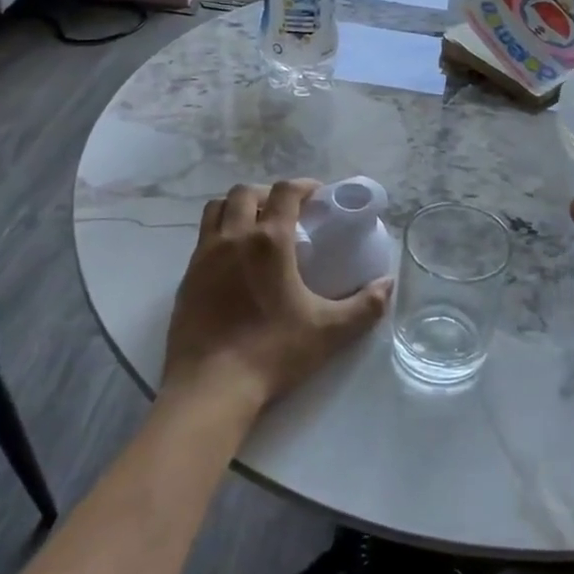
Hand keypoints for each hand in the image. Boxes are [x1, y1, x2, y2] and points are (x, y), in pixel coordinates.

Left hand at [163, 179, 391, 411]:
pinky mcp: (186, 279)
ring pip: (216, 210)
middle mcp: (233, 238)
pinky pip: (202, 239)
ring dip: (238, 208)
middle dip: (268, 193)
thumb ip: (365, 306)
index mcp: (269, 242)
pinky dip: (220, 234)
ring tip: (256, 227)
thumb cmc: (273, 352)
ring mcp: (204, 257)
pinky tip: (234, 262)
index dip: (304, 186)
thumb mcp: (330, 331)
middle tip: (286, 212)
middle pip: (245, 192)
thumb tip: (387, 284)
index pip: (285, 192)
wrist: (211, 386)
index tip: (318, 195)